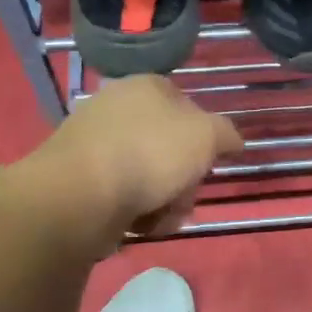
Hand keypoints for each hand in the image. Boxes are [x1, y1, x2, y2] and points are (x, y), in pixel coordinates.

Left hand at [34, 75, 243, 237]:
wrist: (79, 196)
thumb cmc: (150, 154)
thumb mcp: (207, 136)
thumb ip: (226, 134)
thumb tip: (232, 141)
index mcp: (146, 87)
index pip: (188, 106)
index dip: (204, 137)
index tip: (207, 162)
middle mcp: (118, 108)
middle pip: (171, 148)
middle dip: (184, 180)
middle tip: (184, 197)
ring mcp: (96, 144)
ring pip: (150, 176)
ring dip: (165, 202)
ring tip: (160, 217)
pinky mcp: (80, 179)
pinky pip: (123, 196)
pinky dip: (137, 212)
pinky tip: (138, 224)